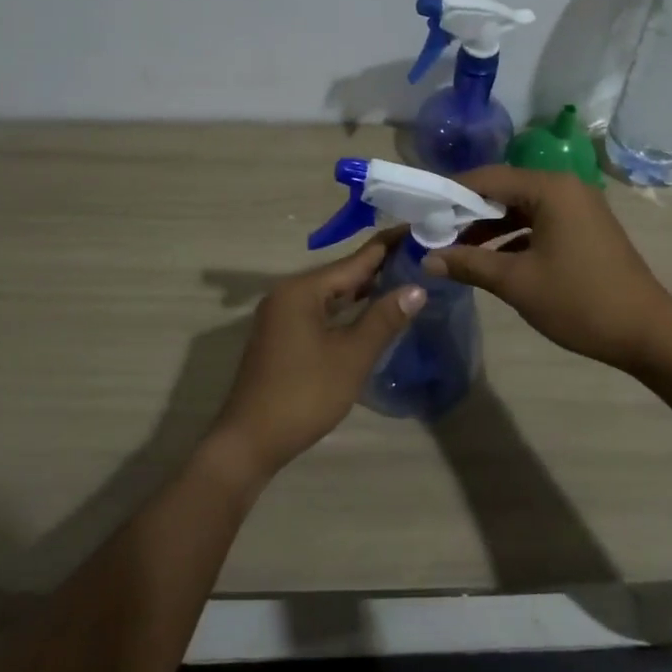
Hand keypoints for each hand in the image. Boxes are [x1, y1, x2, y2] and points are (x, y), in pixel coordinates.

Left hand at [209, 237, 424, 484]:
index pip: (355, 260)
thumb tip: (416, 288)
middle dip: (380, 266)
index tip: (418, 230)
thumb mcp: (351, 356)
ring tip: (405, 277)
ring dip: (364, 288)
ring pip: (331, 294)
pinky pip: (321, 311)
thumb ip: (383, 319)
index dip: (388, 246)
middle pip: (342, 273)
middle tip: (421, 256)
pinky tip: (371, 312)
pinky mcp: (282, 336)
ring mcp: (282, 316)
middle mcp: (288, 294)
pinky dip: (347, 309)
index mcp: (302, 290)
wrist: (250, 441)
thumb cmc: (304, 394)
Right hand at [423, 165, 671, 372]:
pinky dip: (512, 238)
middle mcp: (565, 187)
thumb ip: (468, 264)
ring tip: (455, 251)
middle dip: (467, 212)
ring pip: (520, 209)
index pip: (487, 177)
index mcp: (550, 189)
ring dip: (488, 228)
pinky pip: (538, 223)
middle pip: (503, 190)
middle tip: (433, 233)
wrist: (646, 333)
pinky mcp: (584, 229)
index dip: (450, 192)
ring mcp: (578, 208)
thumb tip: (426, 259)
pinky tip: (490, 261)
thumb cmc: (579, 301)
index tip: (420, 210)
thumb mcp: (516, 282)